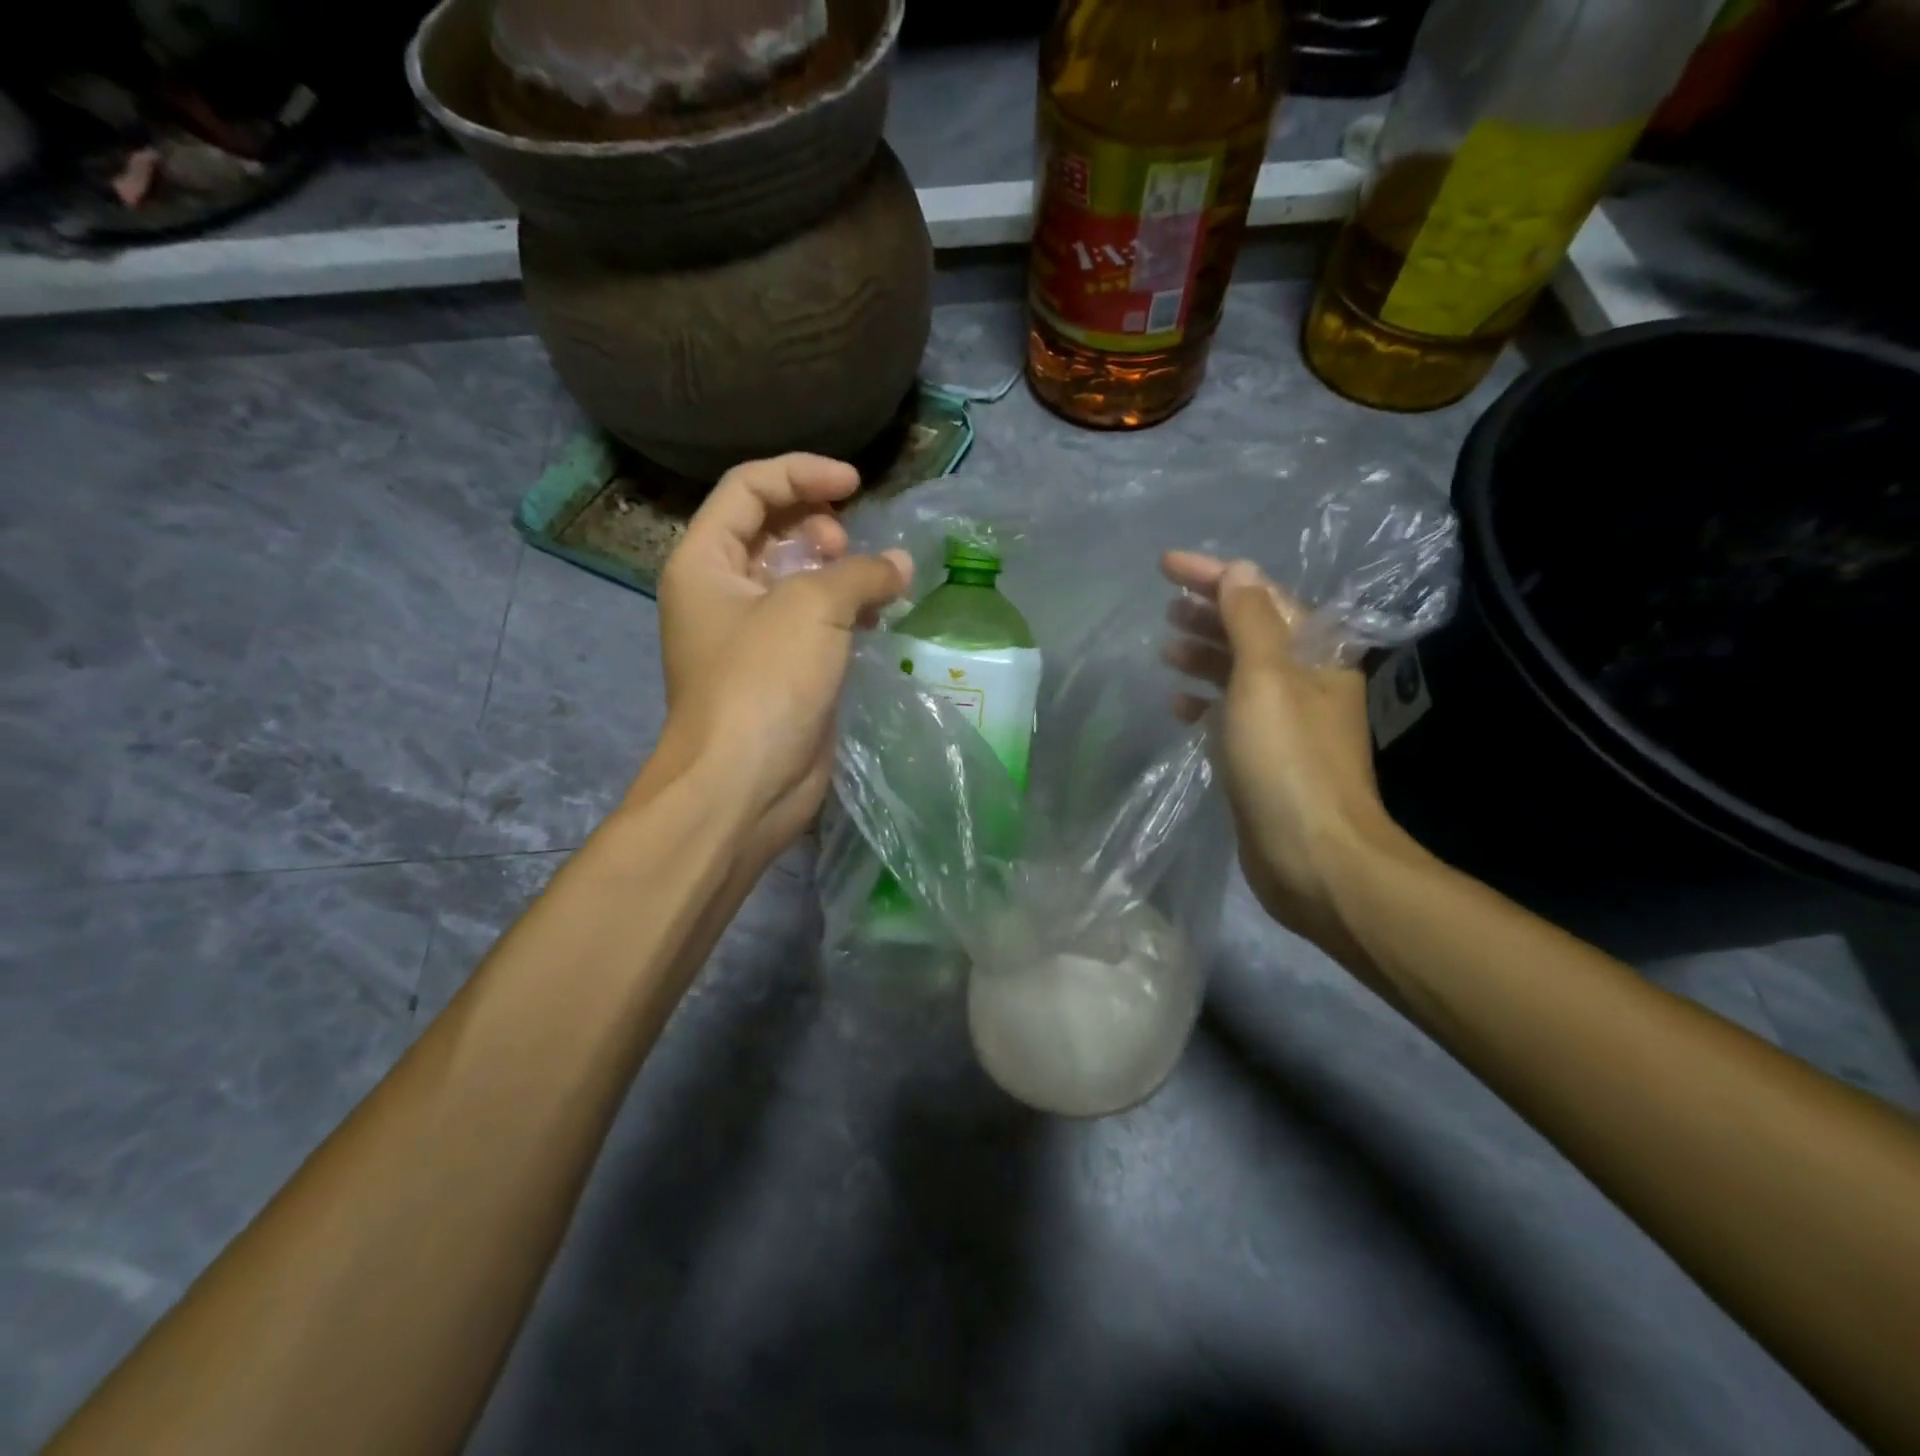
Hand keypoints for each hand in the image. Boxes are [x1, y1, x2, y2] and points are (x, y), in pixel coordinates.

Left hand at [645, 454, 911, 872]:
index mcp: (705, 561)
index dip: (802, 474)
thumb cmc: (763, 681)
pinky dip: (845, 614)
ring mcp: (751, 636)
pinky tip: (877, 621)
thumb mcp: (813, 608)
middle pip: (771, 529)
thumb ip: (861, 572)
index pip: (749, 489)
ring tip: (874, 585)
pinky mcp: (781, 672)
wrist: (743, 784)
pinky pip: (814, 625)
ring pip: (797, 580)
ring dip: (838, 572)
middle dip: (818, 526)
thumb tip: (899, 565)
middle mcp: (722, 592)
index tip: (855, 484)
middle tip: (850, 550)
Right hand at [1161, 552, 1405, 966]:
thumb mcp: (1265, 679)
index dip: (1214, 575)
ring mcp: (1285, 722)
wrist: (1313, 857)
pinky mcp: (1265, 757)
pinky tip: (1178, 704)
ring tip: (1165, 646)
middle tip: (1166, 603)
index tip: (1165, 564)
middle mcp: (1305, 682)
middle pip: (1252, 631)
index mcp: (1315, 654)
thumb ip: (1249, 622)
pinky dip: (1205, 701)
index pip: (1261, 596)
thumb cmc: (1288, 761)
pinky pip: (1231, 713)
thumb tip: (1239, 572)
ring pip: (1239, 672)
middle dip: (1209, 611)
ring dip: (1204, 654)